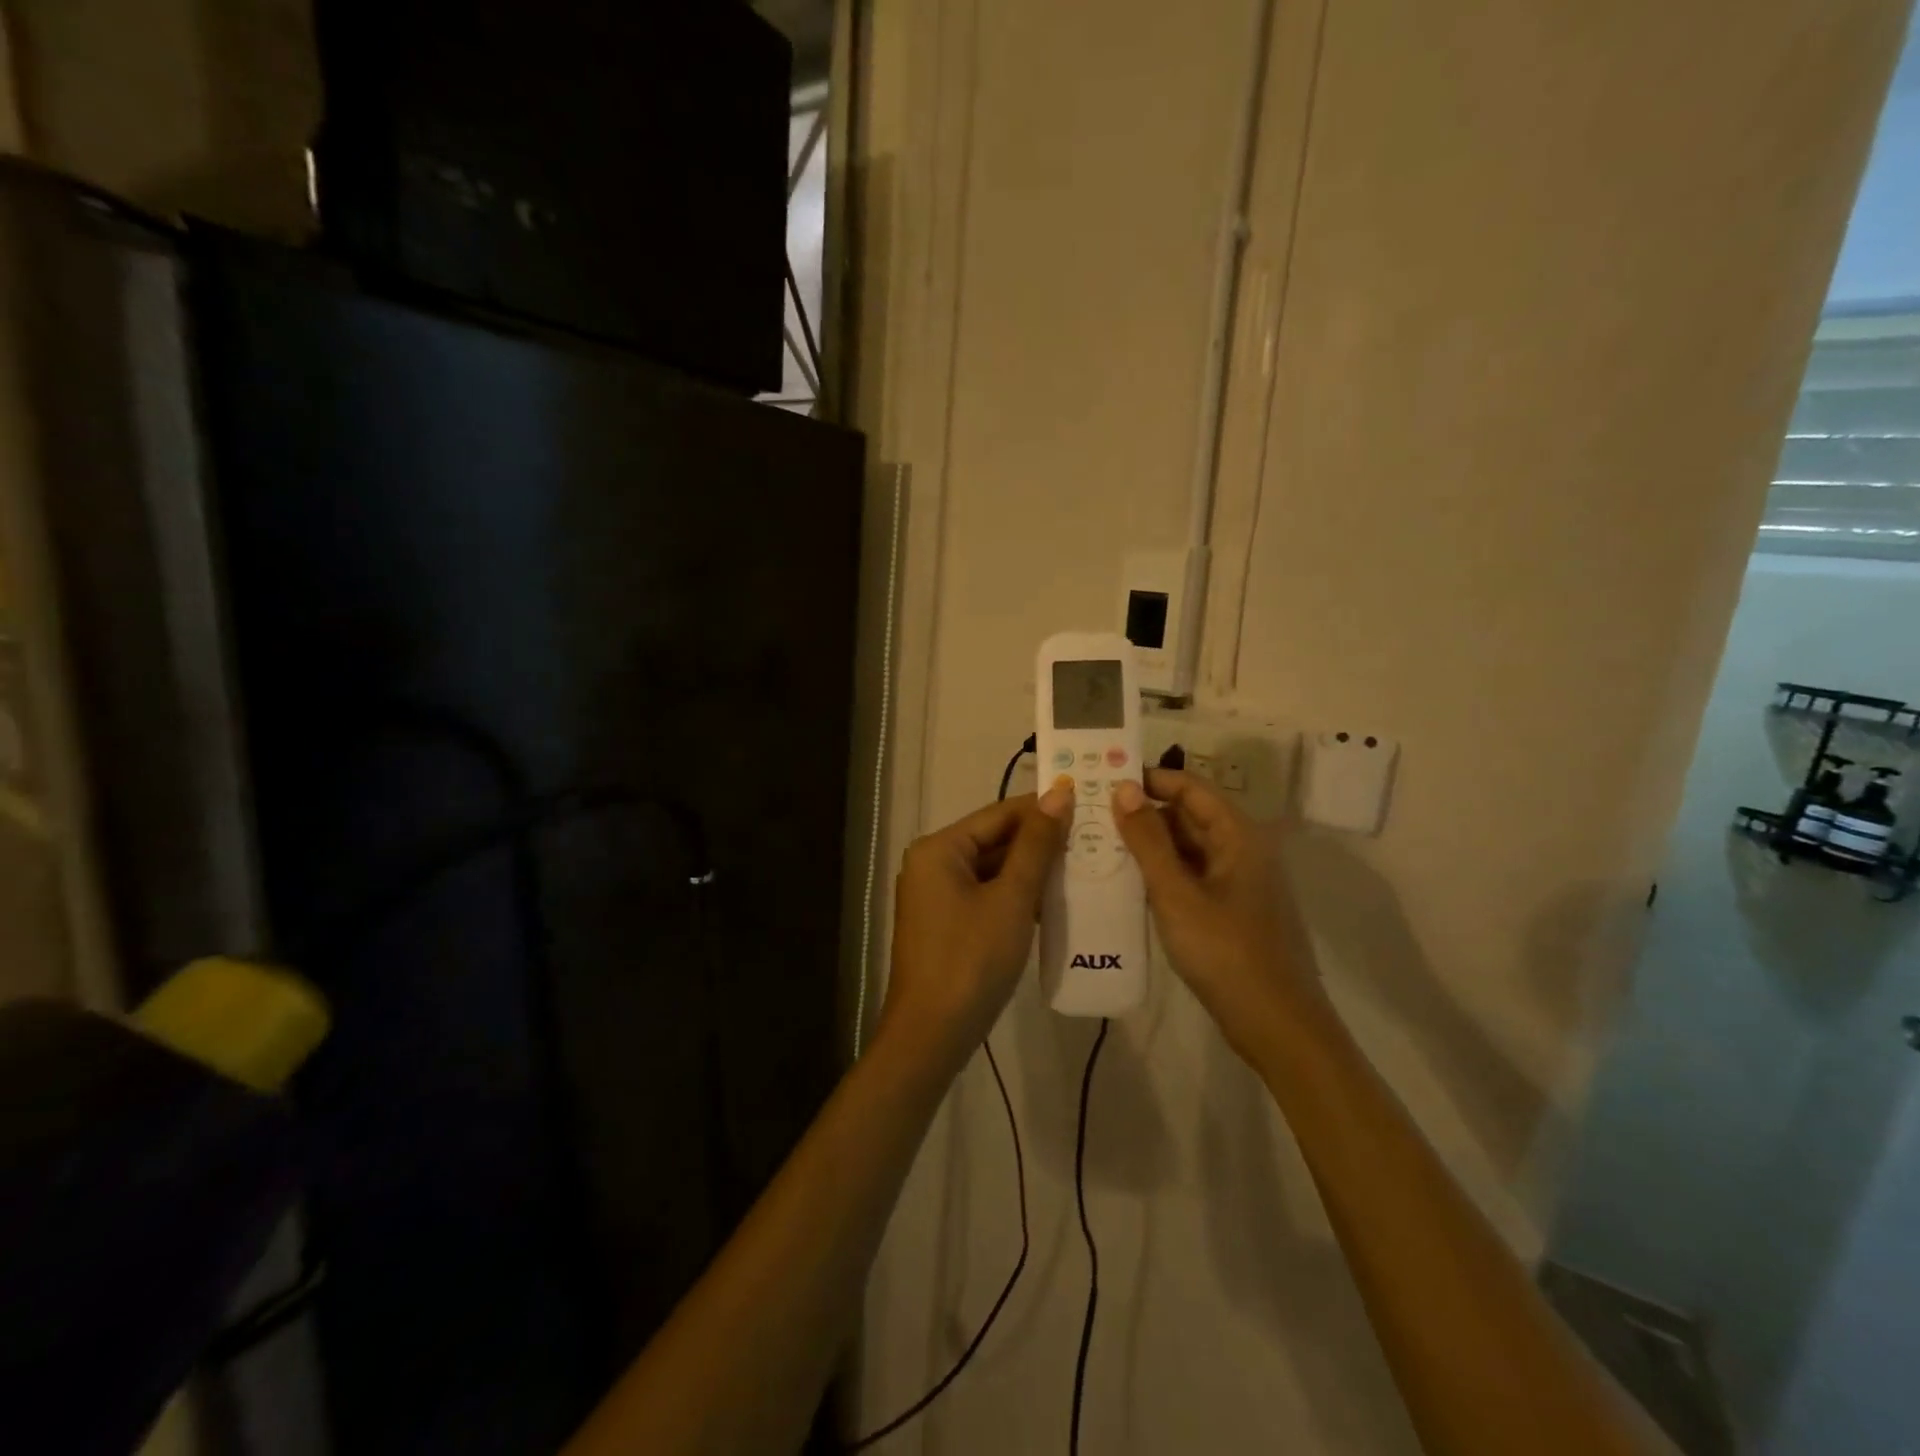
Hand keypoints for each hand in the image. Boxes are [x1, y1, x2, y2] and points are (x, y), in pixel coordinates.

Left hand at [881, 780, 1072, 1059]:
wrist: (932, 1035)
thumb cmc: (971, 959)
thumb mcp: (1011, 899)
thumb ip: (1036, 845)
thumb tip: (1059, 792)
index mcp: (939, 848)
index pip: (999, 813)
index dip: (1043, 809)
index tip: (1088, 804)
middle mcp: (932, 863)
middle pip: (994, 839)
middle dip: (1041, 841)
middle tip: (1094, 837)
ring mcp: (938, 894)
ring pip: (993, 868)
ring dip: (1033, 869)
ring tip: (1084, 864)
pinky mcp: (947, 922)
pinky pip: (987, 894)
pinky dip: (1017, 895)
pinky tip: (1055, 899)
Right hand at [1112, 769, 1325, 1056]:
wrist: (1277, 1026)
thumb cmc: (1226, 953)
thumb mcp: (1176, 894)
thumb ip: (1148, 840)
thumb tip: (1123, 788)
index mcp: (1239, 835)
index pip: (1190, 787)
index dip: (1149, 779)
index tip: (1104, 779)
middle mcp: (1242, 850)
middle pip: (1189, 816)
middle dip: (1143, 813)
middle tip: (1092, 815)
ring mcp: (1238, 882)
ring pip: (1188, 848)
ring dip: (1149, 845)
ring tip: (1098, 844)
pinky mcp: (1230, 910)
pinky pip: (1191, 876)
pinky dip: (1161, 873)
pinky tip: (1126, 882)